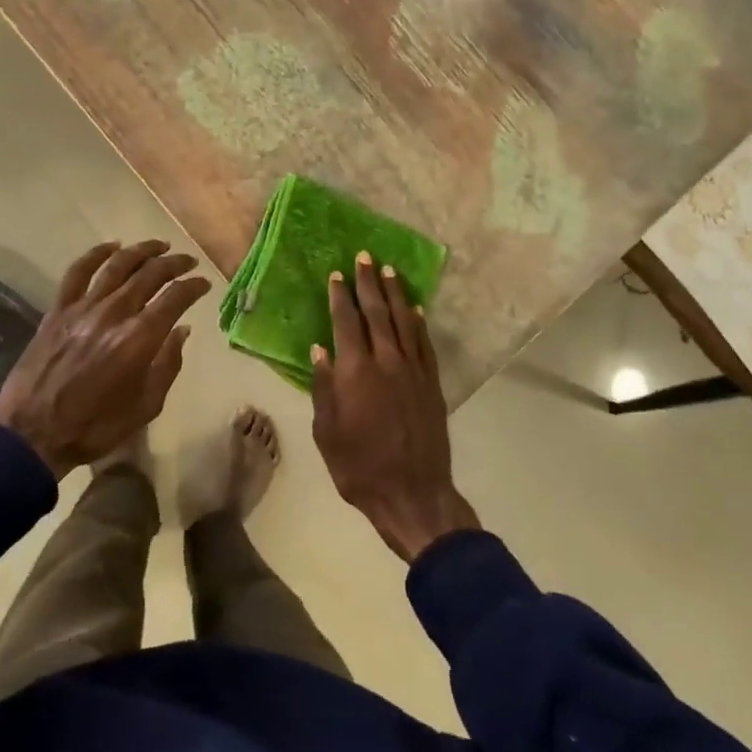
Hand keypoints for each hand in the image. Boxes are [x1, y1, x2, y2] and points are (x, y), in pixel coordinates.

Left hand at [0, 240, 211, 479]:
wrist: (33, 433)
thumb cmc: (96, 426)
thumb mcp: (147, 405)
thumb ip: (168, 364)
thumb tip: (181, 330)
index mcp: (140, 338)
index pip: (176, 298)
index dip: (194, 286)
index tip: (204, 284)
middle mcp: (115, 313)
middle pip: (150, 274)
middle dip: (174, 263)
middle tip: (188, 261)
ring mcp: (83, 307)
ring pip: (118, 265)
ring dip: (142, 250)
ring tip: (159, 245)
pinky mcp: (58, 310)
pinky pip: (78, 271)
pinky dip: (96, 254)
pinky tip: (111, 246)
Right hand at [310, 253, 479, 562]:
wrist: (413, 495)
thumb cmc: (360, 468)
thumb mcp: (327, 432)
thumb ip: (323, 388)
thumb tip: (319, 351)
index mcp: (356, 372)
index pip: (347, 322)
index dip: (341, 296)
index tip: (337, 274)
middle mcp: (386, 362)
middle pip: (377, 313)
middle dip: (369, 283)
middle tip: (365, 257)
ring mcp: (414, 371)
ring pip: (405, 322)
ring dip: (396, 295)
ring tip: (390, 271)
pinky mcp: (432, 384)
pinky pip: (425, 344)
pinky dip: (419, 323)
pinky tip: (416, 310)